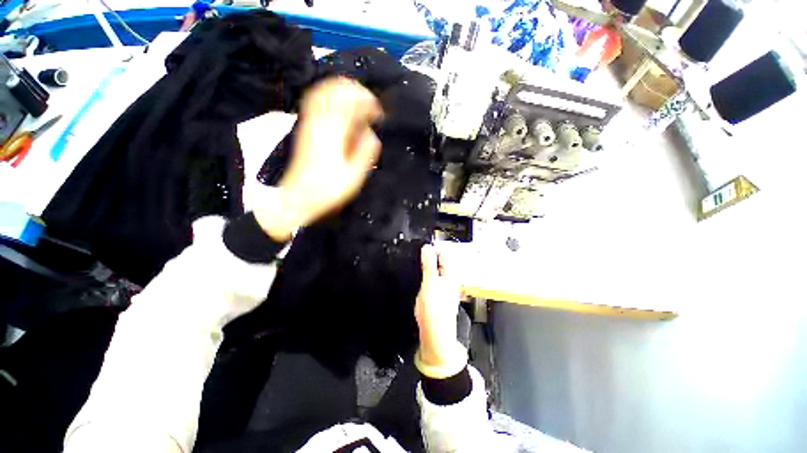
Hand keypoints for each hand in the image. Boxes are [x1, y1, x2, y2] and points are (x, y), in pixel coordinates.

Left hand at [254, 77, 382, 240]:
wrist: (299, 197)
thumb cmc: (328, 190)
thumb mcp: (354, 176)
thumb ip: (365, 152)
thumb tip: (370, 132)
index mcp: (333, 133)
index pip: (350, 103)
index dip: (367, 102)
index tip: (379, 114)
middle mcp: (318, 122)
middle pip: (334, 89)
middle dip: (356, 91)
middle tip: (370, 104)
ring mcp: (308, 123)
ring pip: (323, 91)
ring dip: (342, 92)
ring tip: (358, 102)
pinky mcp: (304, 127)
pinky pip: (315, 101)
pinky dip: (330, 98)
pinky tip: (340, 108)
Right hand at [415, 244, 465, 374]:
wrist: (435, 333)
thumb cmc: (434, 309)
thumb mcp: (429, 281)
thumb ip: (429, 263)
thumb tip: (427, 247)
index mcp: (451, 275)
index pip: (445, 254)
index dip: (435, 248)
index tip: (426, 246)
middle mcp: (452, 282)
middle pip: (443, 263)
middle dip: (433, 258)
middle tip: (422, 254)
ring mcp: (447, 290)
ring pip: (439, 273)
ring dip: (430, 268)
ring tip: (422, 266)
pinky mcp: (441, 297)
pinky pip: (435, 282)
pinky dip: (429, 278)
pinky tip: (424, 282)